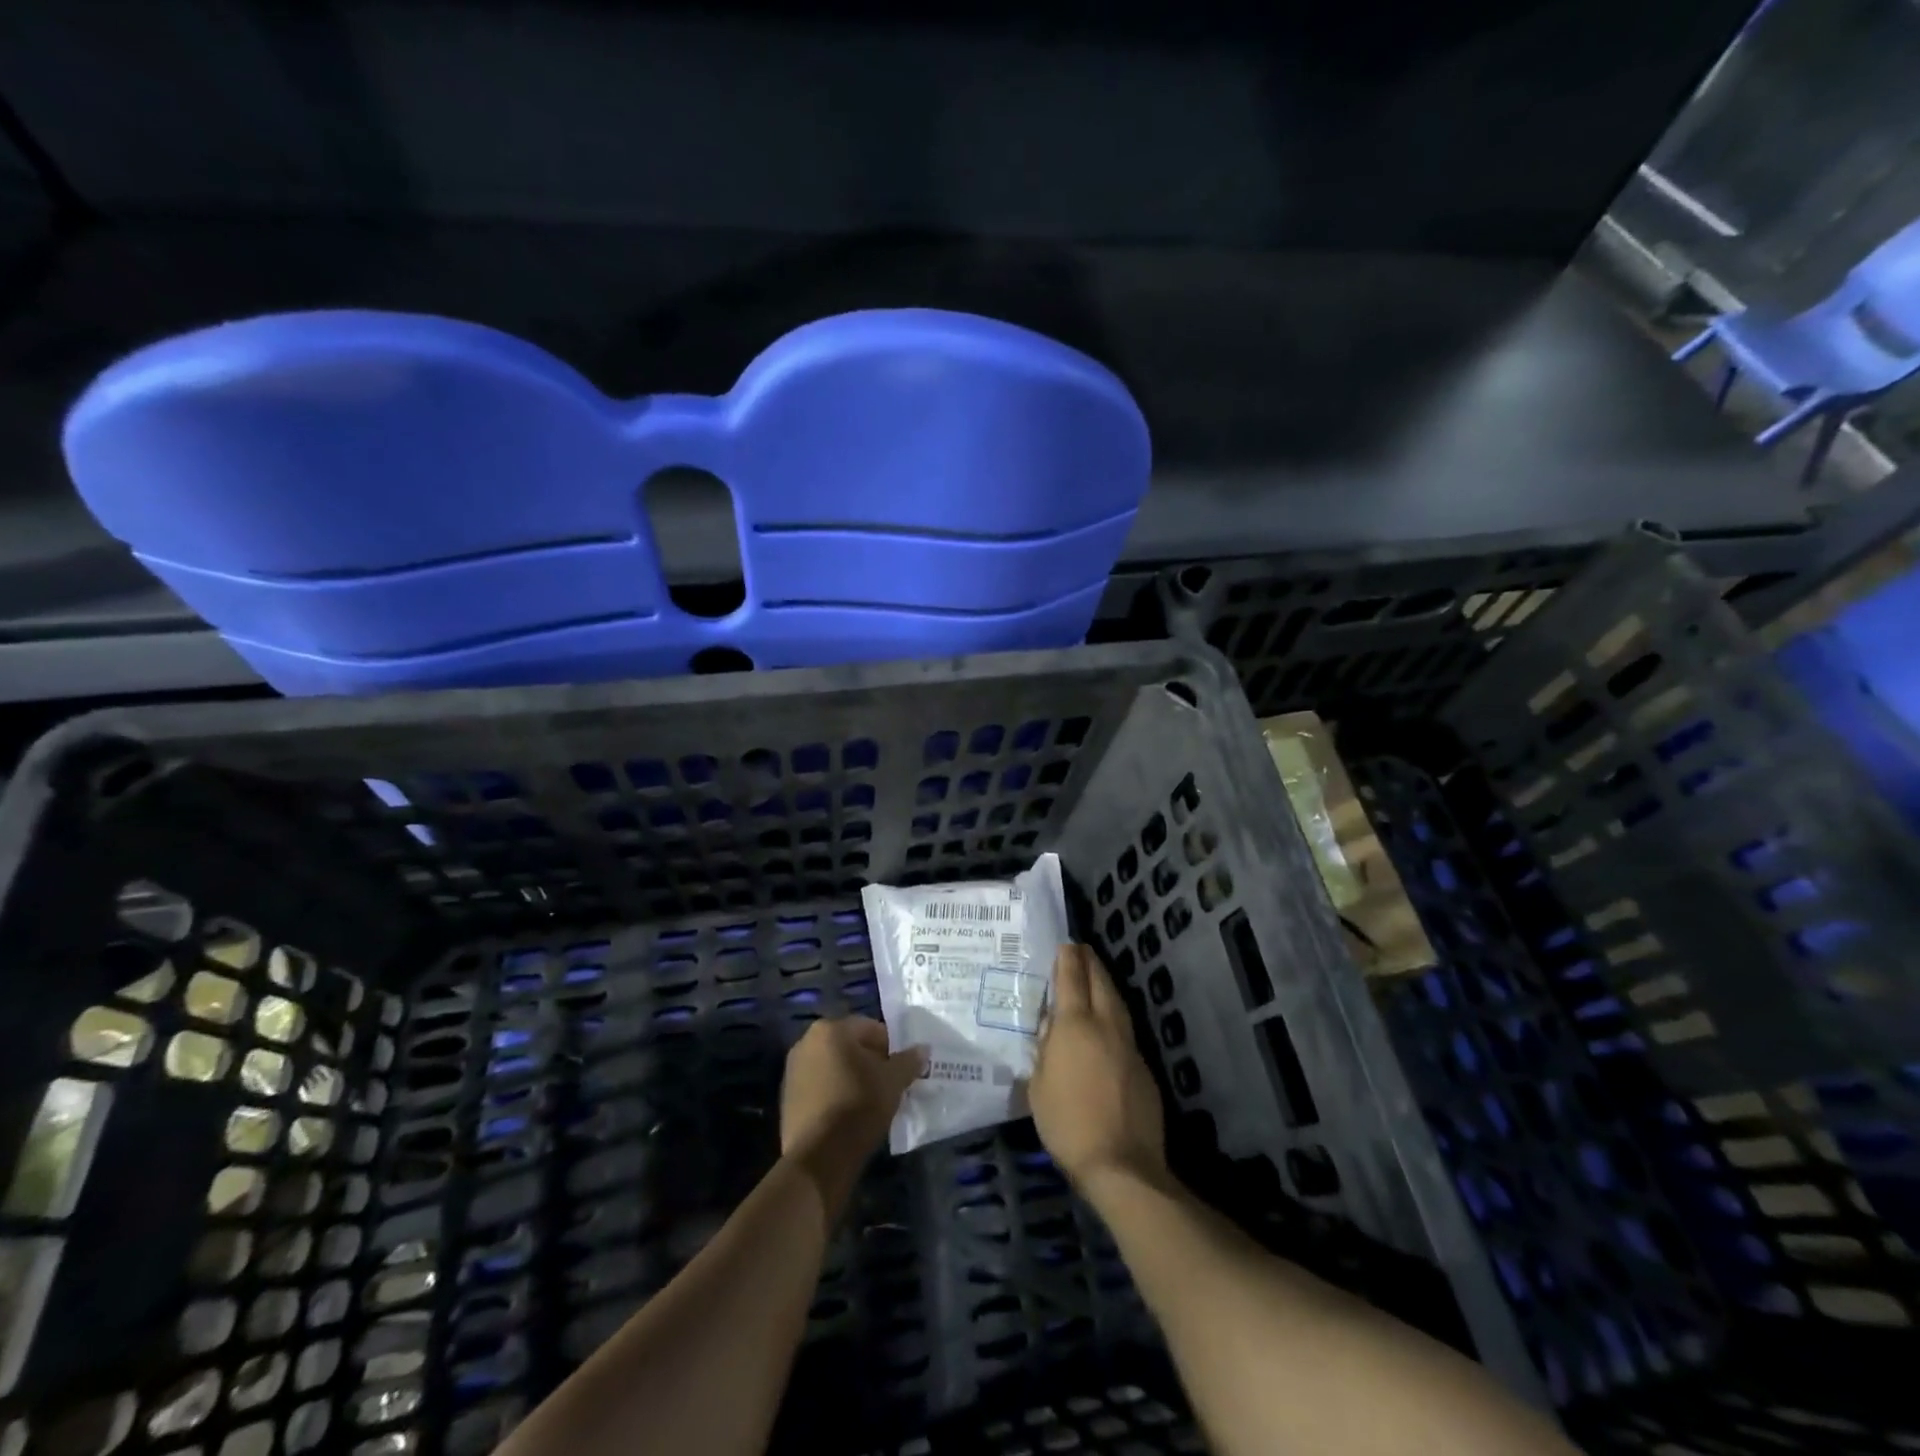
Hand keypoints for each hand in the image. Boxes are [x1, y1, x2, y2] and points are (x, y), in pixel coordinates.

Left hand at [780, 1016, 925, 1164]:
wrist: (817, 1158)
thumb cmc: (858, 1106)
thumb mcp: (893, 1082)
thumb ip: (908, 1061)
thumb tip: (922, 1049)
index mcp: (830, 1029)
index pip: (870, 1028)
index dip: (891, 1047)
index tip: (902, 1069)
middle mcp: (806, 1042)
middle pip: (850, 1046)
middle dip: (870, 1061)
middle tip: (889, 1085)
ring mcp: (793, 1070)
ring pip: (834, 1066)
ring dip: (852, 1077)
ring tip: (871, 1101)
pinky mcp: (787, 1097)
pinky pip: (820, 1085)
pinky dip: (835, 1093)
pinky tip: (849, 1114)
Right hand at [1030, 945, 1167, 1195]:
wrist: (1121, 1163)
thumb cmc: (1067, 1124)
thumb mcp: (1038, 1086)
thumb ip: (1043, 1051)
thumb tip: (1049, 1029)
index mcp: (1074, 1026)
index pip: (1071, 979)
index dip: (1067, 958)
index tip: (1065, 944)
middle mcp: (1104, 1025)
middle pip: (1100, 982)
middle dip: (1090, 962)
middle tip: (1082, 950)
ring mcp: (1128, 1044)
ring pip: (1117, 1002)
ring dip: (1106, 983)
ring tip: (1096, 976)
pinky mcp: (1143, 1066)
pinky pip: (1125, 1027)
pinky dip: (1115, 1013)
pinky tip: (1108, 1022)